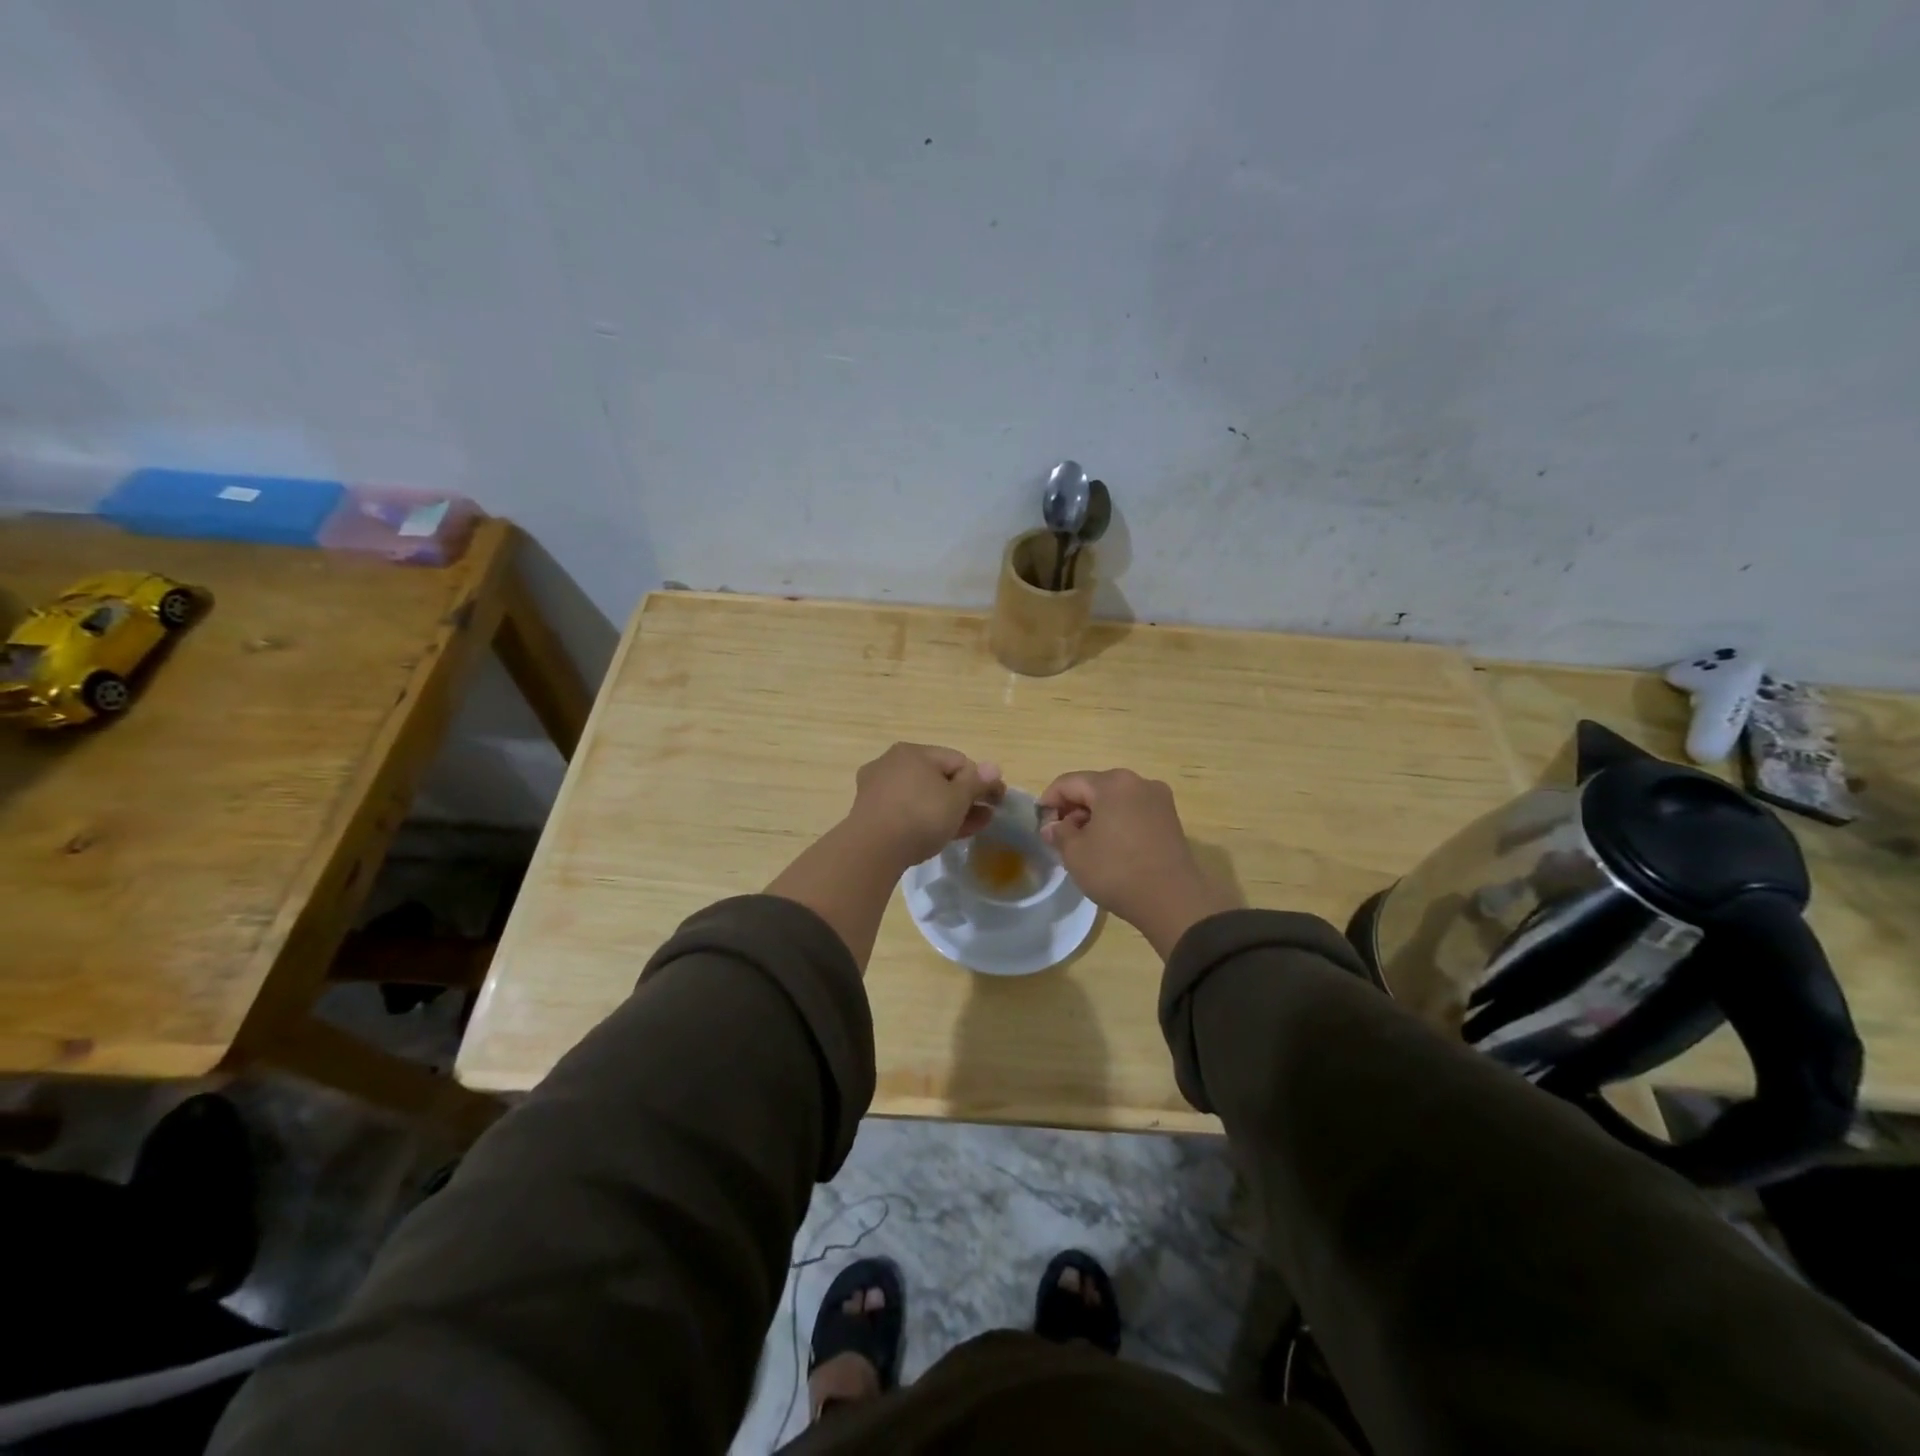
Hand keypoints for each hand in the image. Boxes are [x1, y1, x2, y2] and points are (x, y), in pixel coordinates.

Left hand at [847, 743, 1004, 867]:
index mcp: (914, 752)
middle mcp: (892, 762)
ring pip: (922, 796)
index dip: (981, 780)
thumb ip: (977, 782)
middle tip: (984, 817)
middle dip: (964, 798)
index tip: (996, 801)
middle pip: (938, 777)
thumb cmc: (920, 816)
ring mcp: (877, 788)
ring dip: (947, 810)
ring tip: (969, 828)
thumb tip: (993, 767)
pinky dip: (925, 819)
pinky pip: (906, 810)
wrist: (872, 850)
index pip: (958, 760)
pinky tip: (940, 834)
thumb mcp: (957, 799)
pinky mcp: (869, 812)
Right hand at [1039, 769, 1243, 956]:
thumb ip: (1059, 833)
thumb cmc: (1117, 870)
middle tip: (1060, 836)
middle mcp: (1138, 782)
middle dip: (1073, 809)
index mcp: (1112, 783)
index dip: (1049, 801)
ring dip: (1095, 816)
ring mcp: (1158, 800)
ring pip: (1115, 800)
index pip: (1069, 783)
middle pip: (1094, 788)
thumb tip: (1052, 826)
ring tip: (1084, 844)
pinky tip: (1109, 847)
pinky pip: (1133, 812)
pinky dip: (1116, 823)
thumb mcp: (1076, 853)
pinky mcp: (1170, 819)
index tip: (1040, 824)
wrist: (1173, 900)